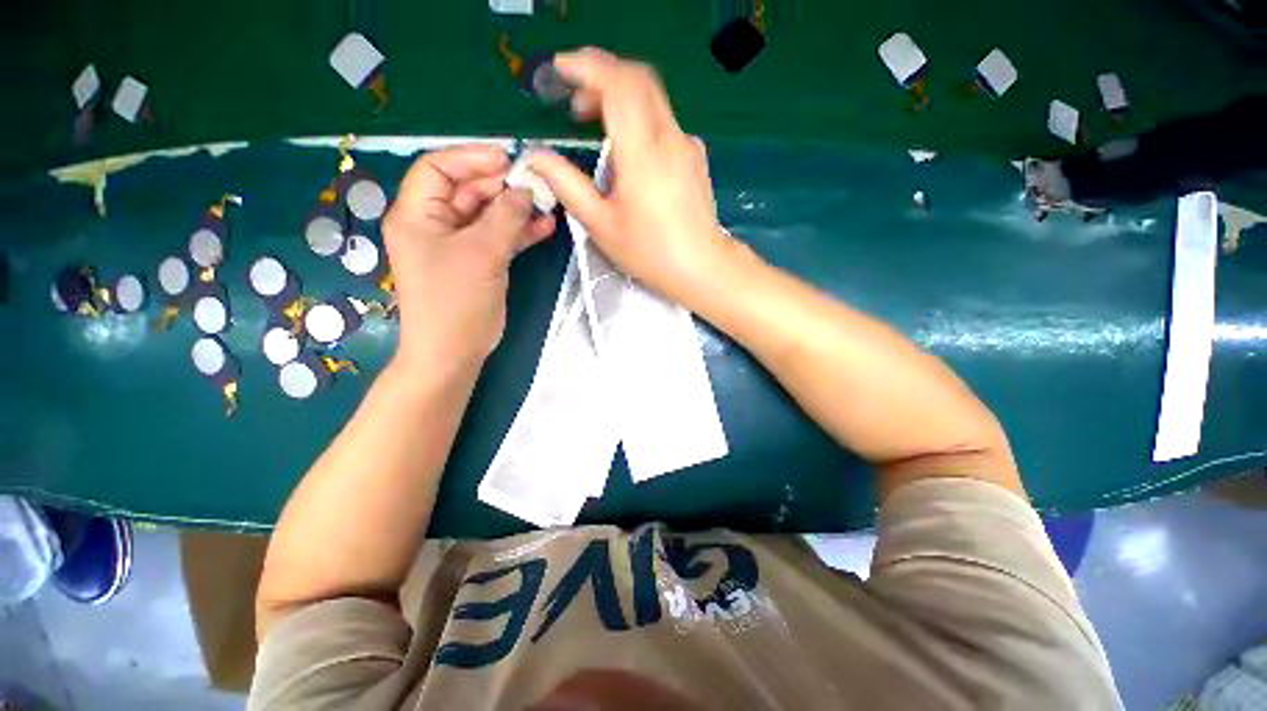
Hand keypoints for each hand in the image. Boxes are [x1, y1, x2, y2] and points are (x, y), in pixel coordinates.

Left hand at [383, 145, 554, 374]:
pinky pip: (500, 238)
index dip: (470, 159)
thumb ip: (505, 217)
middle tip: (536, 185)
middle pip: (468, 191)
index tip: (507, 160)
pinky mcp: (479, 263)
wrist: (455, 352)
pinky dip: (521, 232)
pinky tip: (545, 227)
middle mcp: (435, 224)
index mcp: (417, 214)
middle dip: (502, 186)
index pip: (437, 168)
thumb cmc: (456, 301)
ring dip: (516, 209)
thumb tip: (525, 190)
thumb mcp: (480, 253)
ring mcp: (459, 245)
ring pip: (489, 215)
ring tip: (547, 204)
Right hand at [528, 48, 731, 302]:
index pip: (617, 84)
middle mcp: (668, 137)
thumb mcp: (601, 224)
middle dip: (601, 79)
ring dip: (620, 99)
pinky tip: (629, 152)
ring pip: (652, 100)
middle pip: (637, 81)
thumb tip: (537, 157)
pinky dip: (639, 120)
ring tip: (595, 125)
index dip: (586, 67)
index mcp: (642, 152)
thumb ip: (567, 185)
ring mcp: (686, 145)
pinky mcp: (694, 157)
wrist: (701, 266)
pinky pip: (663, 123)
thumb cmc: (649, 251)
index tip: (560, 70)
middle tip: (575, 105)